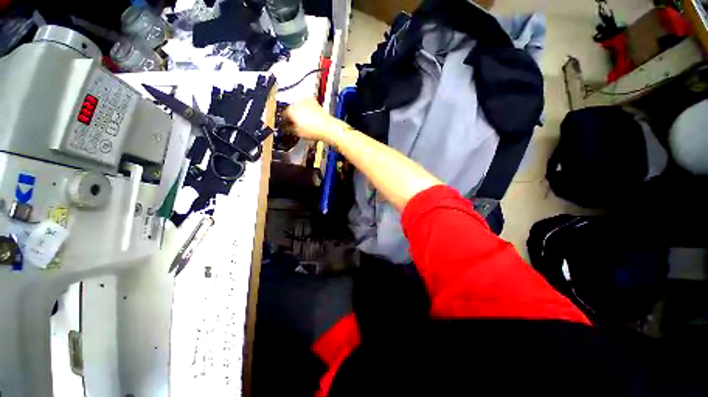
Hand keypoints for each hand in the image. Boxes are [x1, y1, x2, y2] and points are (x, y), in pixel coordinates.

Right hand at [281, 99, 347, 143]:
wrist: (328, 128)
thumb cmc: (313, 131)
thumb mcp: (297, 133)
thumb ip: (288, 129)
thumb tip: (285, 128)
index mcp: (290, 110)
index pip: (282, 116)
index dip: (283, 122)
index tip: (285, 127)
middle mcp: (296, 103)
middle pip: (290, 109)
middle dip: (291, 117)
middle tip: (294, 125)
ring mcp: (306, 101)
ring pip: (298, 106)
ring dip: (298, 112)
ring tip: (302, 122)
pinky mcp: (314, 102)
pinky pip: (306, 105)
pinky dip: (306, 109)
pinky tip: (309, 117)